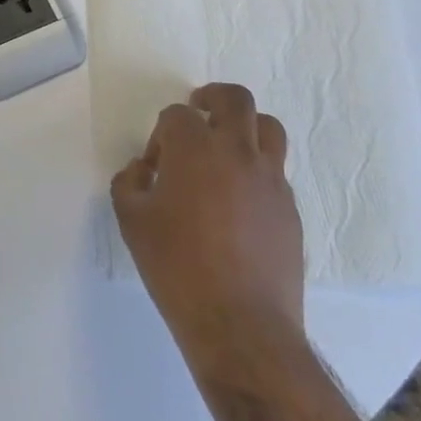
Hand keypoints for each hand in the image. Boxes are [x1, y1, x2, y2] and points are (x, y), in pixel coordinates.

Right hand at [112, 84, 305, 365]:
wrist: (240, 322)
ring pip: (268, 128)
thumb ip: (129, 183)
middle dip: (212, 98)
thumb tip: (144, 170)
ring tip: (226, 149)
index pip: (177, 115)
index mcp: (194, 149)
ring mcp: (271, 180)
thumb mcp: (131, 221)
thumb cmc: (176, 267)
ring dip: (244, 127)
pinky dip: (256, 170)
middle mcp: (238, 152)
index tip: (156, 164)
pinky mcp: (290, 208)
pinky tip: (238, 202)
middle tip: (198, 112)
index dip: (162, 133)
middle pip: (235, 100)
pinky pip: (275, 171)